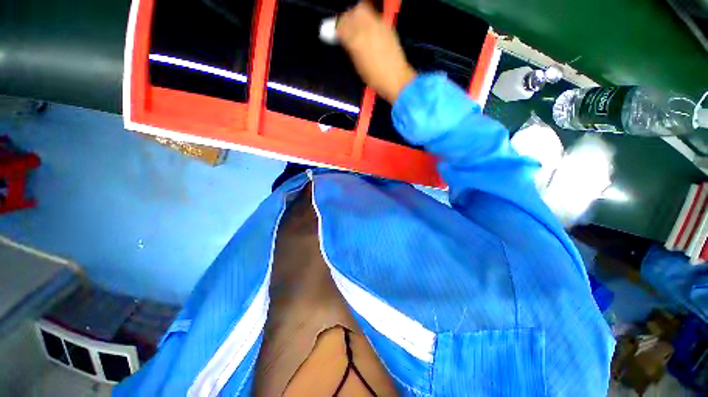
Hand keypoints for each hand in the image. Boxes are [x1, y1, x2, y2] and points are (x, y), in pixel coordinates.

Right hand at [337, 2, 416, 103]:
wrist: (396, 79)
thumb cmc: (375, 78)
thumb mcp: (358, 66)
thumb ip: (350, 48)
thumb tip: (343, 38)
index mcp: (356, 40)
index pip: (341, 25)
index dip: (335, 28)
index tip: (333, 33)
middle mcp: (367, 27)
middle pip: (353, 12)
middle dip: (347, 17)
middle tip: (345, 27)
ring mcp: (379, 24)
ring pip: (363, 10)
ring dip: (357, 15)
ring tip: (356, 27)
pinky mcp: (387, 26)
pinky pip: (373, 17)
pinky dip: (367, 20)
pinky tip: (367, 31)